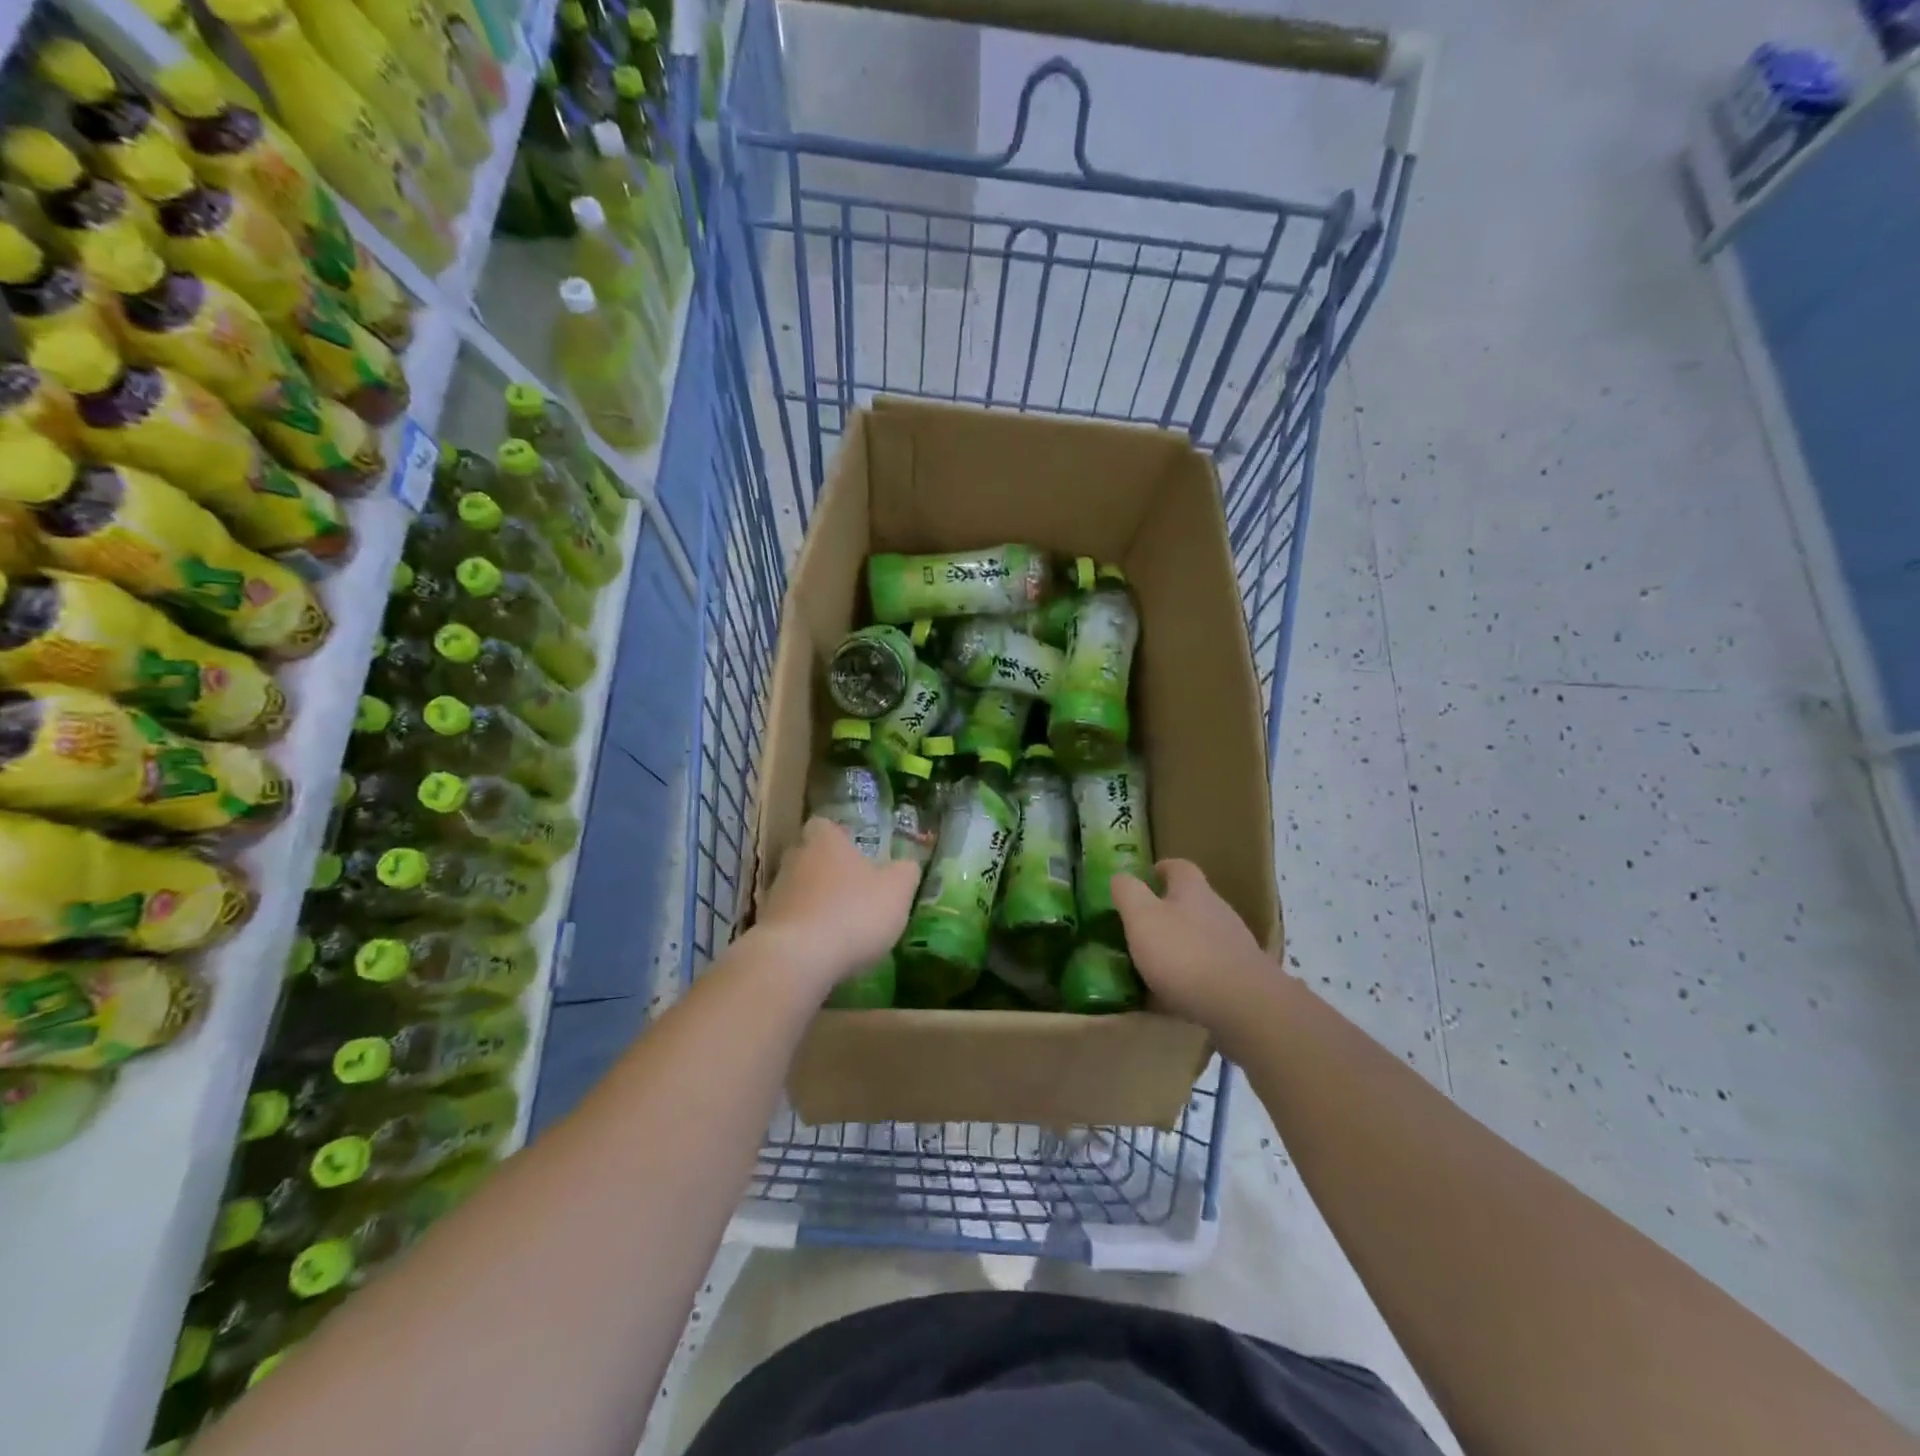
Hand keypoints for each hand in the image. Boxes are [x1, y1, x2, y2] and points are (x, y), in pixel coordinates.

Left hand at [754, 817, 920, 991]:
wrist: (797, 959)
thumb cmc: (852, 912)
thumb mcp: (896, 891)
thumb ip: (905, 873)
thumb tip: (907, 865)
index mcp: (825, 841)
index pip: (825, 826)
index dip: (839, 838)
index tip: (854, 853)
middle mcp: (794, 859)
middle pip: (808, 856)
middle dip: (827, 871)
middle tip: (851, 889)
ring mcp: (774, 894)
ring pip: (797, 890)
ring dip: (815, 903)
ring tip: (840, 925)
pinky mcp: (765, 928)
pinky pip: (789, 922)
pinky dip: (804, 931)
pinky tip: (822, 950)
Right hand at [1112, 859, 1279, 1032]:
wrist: (1243, 1005)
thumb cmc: (1184, 953)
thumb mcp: (1142, 918)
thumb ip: (1128, 893)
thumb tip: (1120, 876)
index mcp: (1193, 891)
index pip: (1179, 867)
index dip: (1162, 869)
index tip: (1146, 876)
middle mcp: (1218, 911)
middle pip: (1193, 901)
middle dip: (1168, 909)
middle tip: (1142, 924)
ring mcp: (1234, 945)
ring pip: (1202, 936)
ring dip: (1180, 944)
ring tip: (1155, 962)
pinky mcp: (1242, 978)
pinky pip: (1210, 969)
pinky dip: (1192, 975)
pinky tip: (1176, 995)